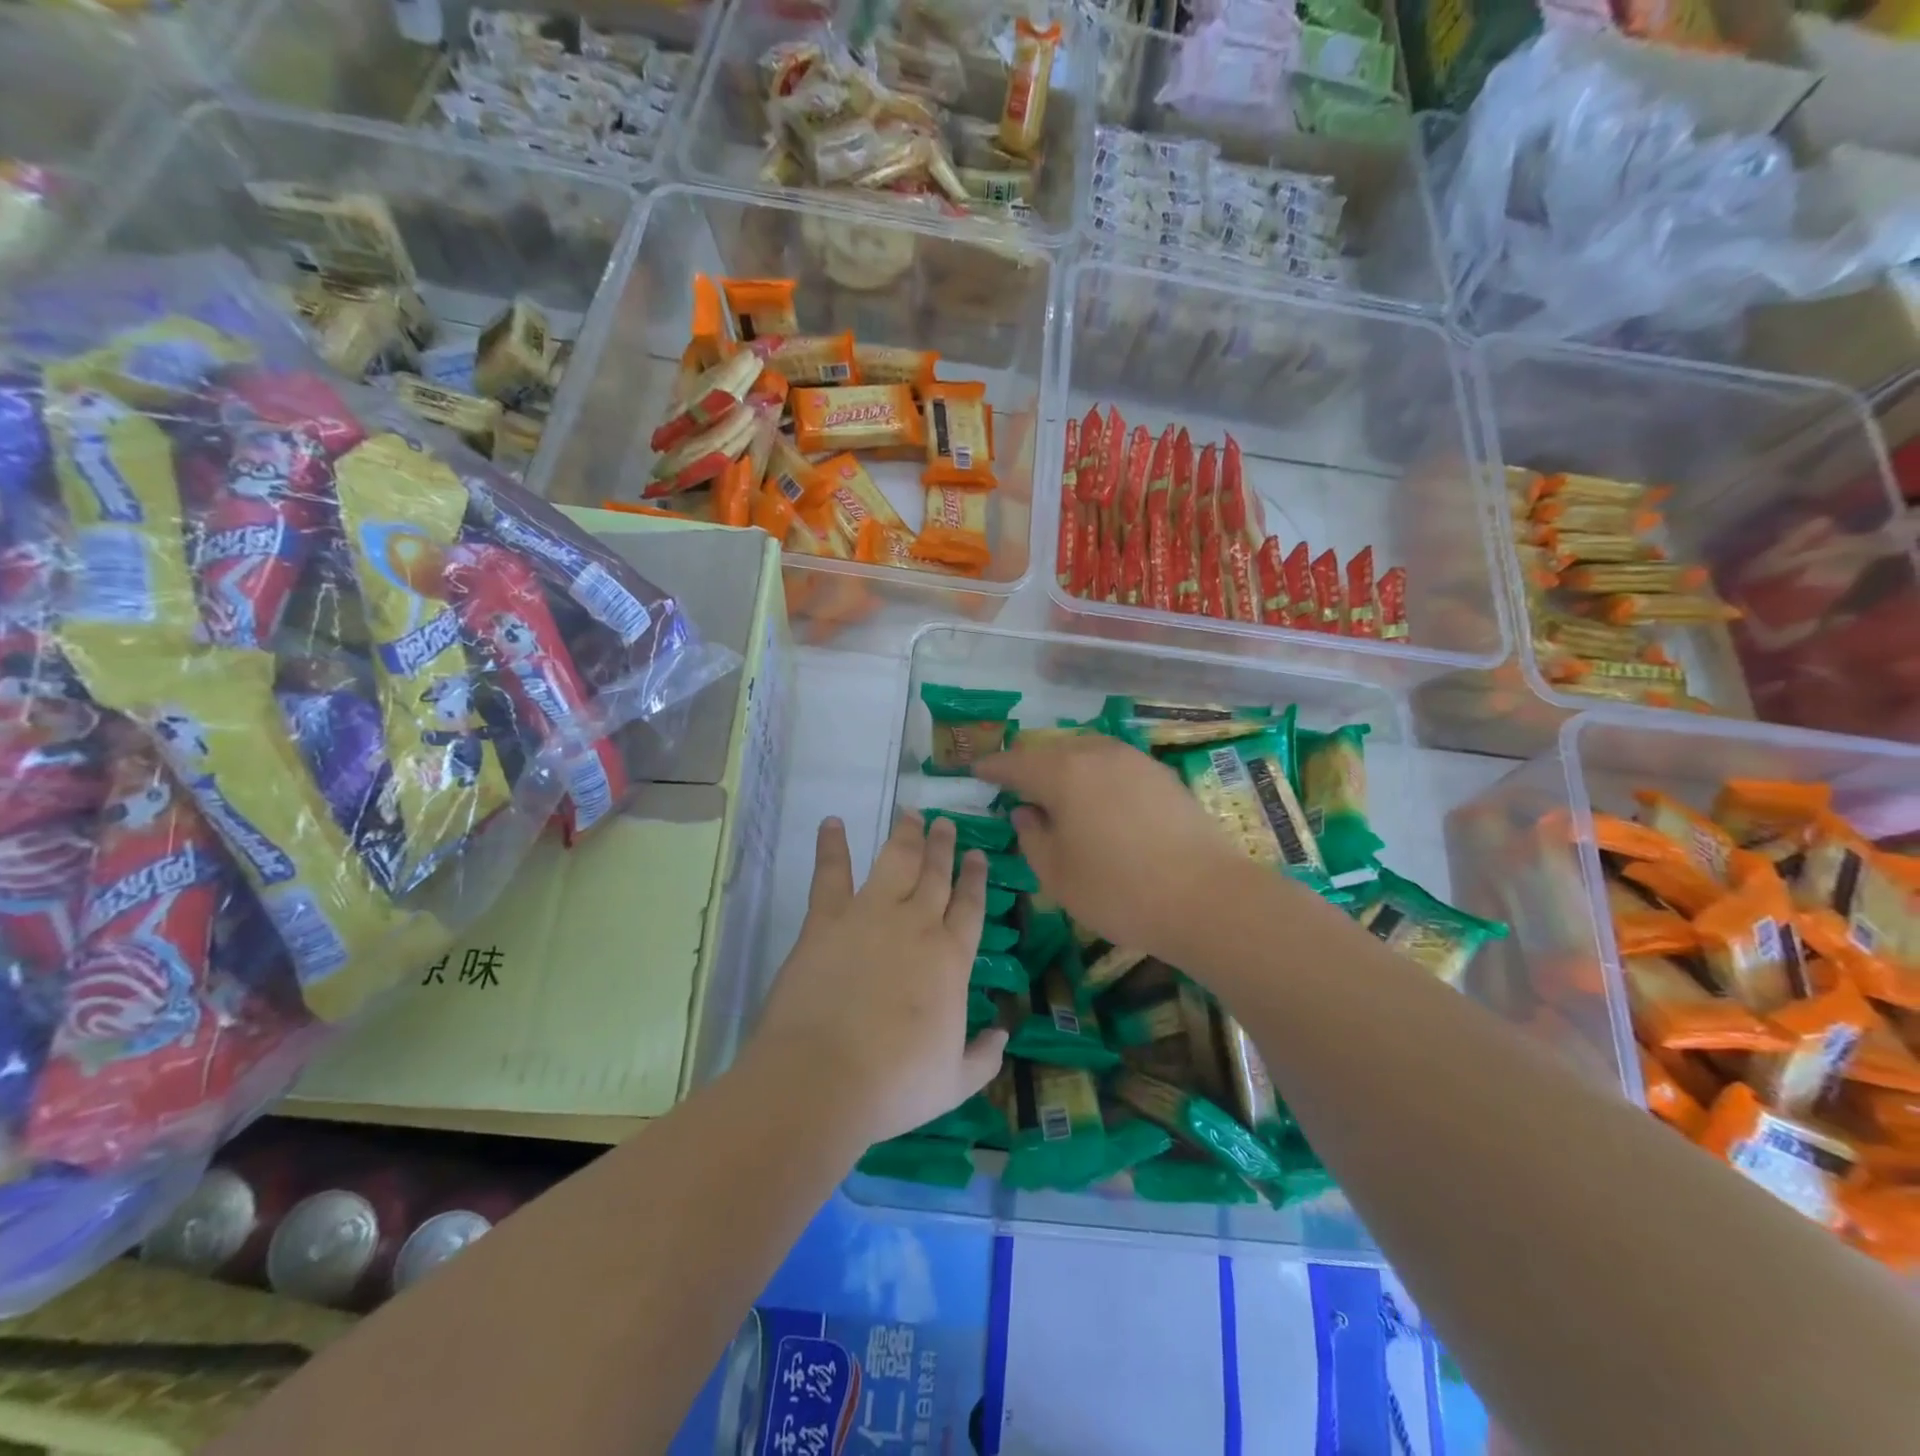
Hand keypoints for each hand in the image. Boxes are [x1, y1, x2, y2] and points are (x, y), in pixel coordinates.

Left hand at [749, 814, 1007, 1146]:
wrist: (824, 1078)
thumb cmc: (895, 1086)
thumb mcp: (954, 1083)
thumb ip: (984, 1058)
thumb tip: (1004, 1035)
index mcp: (951, 959)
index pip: (970, 907)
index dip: (976, 878)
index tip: (978, 854)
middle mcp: (916, 925)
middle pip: (936, 875)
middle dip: (943, 846)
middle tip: (946, 823)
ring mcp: (870, 915)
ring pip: (895, 862)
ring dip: (905, 836)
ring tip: (911, 814)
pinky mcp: (826, 919)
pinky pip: (830, 873)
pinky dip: (832, 846)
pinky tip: (832, 822)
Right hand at [975, 734, 1247, 957]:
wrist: (1207, 897)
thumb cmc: (1119, 890)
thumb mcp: (1057, 874)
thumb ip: (1032, 836)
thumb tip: (1025, 811)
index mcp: (1063, 773)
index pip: (1015, 763)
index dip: (992, 767)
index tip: (975, 771)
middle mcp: (1097, 753)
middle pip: (1051, 750)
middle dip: (1029, 765)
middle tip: (1014, 785)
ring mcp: (1134, 760)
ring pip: (1085, 753)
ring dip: (1064, 768)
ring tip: (1056, 793)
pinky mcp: (1161, 775)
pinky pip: (1113, 765)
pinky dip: (1095, 776)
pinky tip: (1098, 802)